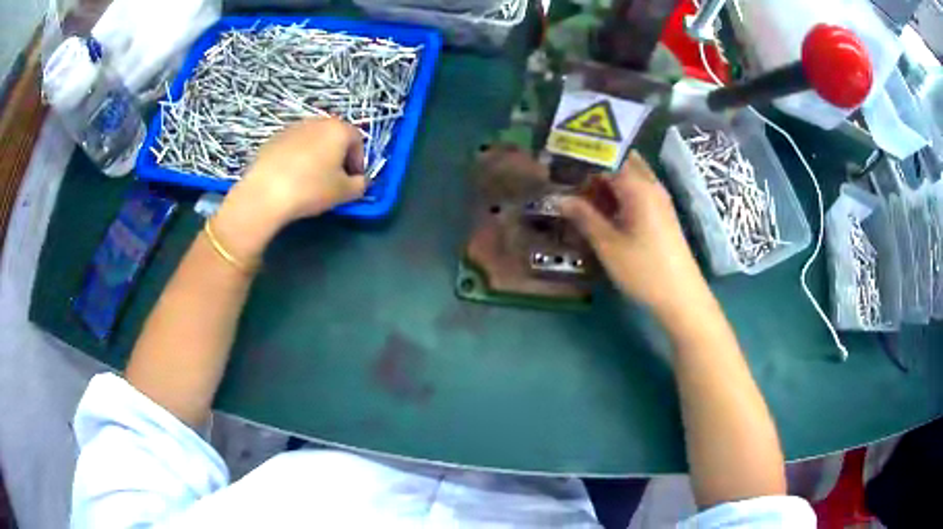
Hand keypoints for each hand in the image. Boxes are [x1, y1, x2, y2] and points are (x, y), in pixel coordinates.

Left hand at [212, 118, 366, 262]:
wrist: (265, 193)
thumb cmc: (311, 188)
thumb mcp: (344, 192)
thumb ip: (360, 185)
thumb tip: (359, 181)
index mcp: (338, 129)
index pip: (358, 141)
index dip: (359, 162)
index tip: (353, 181)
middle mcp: (317, 122)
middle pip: (334, 137)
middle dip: (338, 157)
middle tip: (334, 179)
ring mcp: (292, 128)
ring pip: (312, 141)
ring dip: (317, 157)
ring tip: (311, 180)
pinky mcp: (273, 139)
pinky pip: (293, 148)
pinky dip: (297, 159)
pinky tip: (291, 179)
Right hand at [561, 151, 708, 316]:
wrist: (681, 297)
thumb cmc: (643, 270)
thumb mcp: (608, 245)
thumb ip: (583, 216)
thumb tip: (559, 197)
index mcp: (638, 187)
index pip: (607, 156)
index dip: (582, 157)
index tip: (558, 162)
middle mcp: (651, 185)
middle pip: (620, 162)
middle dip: (594, 167)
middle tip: (569, 180)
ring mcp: (658, 199)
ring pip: (629, 177)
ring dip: (605, 182)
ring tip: (580, 197)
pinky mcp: (661, 214)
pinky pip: (636, 192)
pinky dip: (618, 194)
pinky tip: (602, 211)